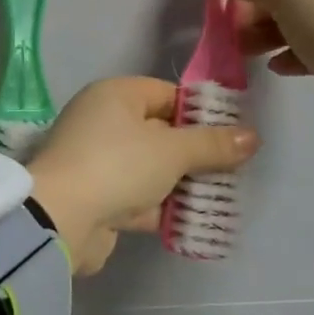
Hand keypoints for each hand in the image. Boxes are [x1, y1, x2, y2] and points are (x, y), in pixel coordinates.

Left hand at [27, 77, 258, 275]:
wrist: (61, 218)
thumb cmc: (118, 165)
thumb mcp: (173, 151)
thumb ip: (212, 144)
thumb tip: (252, 137)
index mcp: (114, 96)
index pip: (165, 93)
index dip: (199, 111)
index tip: (233, 132)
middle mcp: (102, 122)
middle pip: (159, 132)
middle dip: (195, 152)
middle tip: (235, 168)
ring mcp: (98, 161)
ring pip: (150, 168)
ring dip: (182, 184)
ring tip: (224, 197)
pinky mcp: (97, 197)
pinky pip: (138, 197)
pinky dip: (163, 207)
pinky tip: (196, 221)